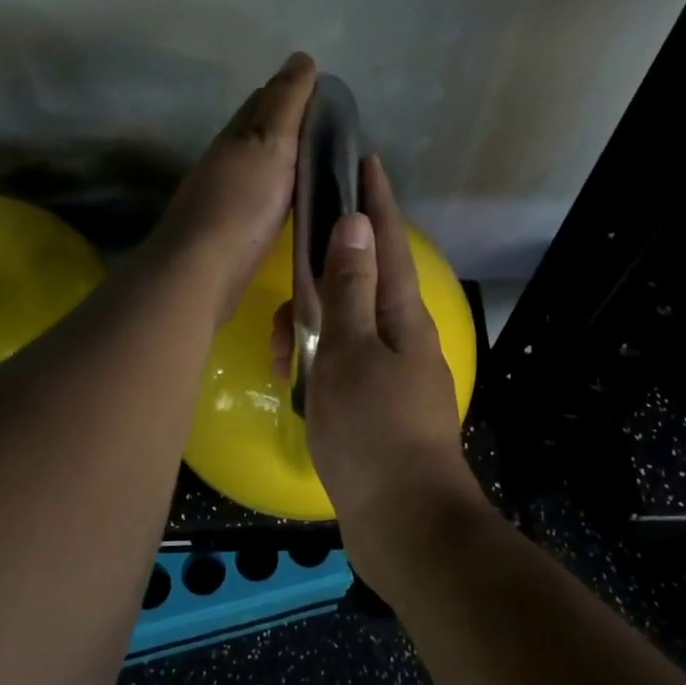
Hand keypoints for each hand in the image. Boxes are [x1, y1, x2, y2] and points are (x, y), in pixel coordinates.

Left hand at [151, 53, 316, 323]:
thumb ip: (286, 103)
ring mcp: (224, 195)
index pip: (265, 99)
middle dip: (288, 120)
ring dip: (283, 156)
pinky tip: (291, 199)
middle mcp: (226, 159)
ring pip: (258, 164)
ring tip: (318, 161)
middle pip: (258, 129)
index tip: (326, 92)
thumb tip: (301, 58)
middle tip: (329, 126)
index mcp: (237, 134)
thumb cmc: (241, 202)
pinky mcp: (230, 229)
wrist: (202, 269)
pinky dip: (278, 187)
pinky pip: (260, 196)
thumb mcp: (270, 143)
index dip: (293, 89)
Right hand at [302, 157, 479, 555]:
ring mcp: (390, 374)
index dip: (376, 200)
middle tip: (290, 290)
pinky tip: (291, 383)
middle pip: (360, 285)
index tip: (364, 160)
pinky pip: (339, 368)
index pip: (387, 242)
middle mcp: (402, 338)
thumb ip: (351, 288)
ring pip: (342, 330)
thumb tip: (356, 224)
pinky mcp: (375, 407)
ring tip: (281, 356)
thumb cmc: (373, 431)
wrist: (404, 524)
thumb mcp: (351, 351)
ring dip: (309, 333)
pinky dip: (315, 368)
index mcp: (403, 316)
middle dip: (321, 280)